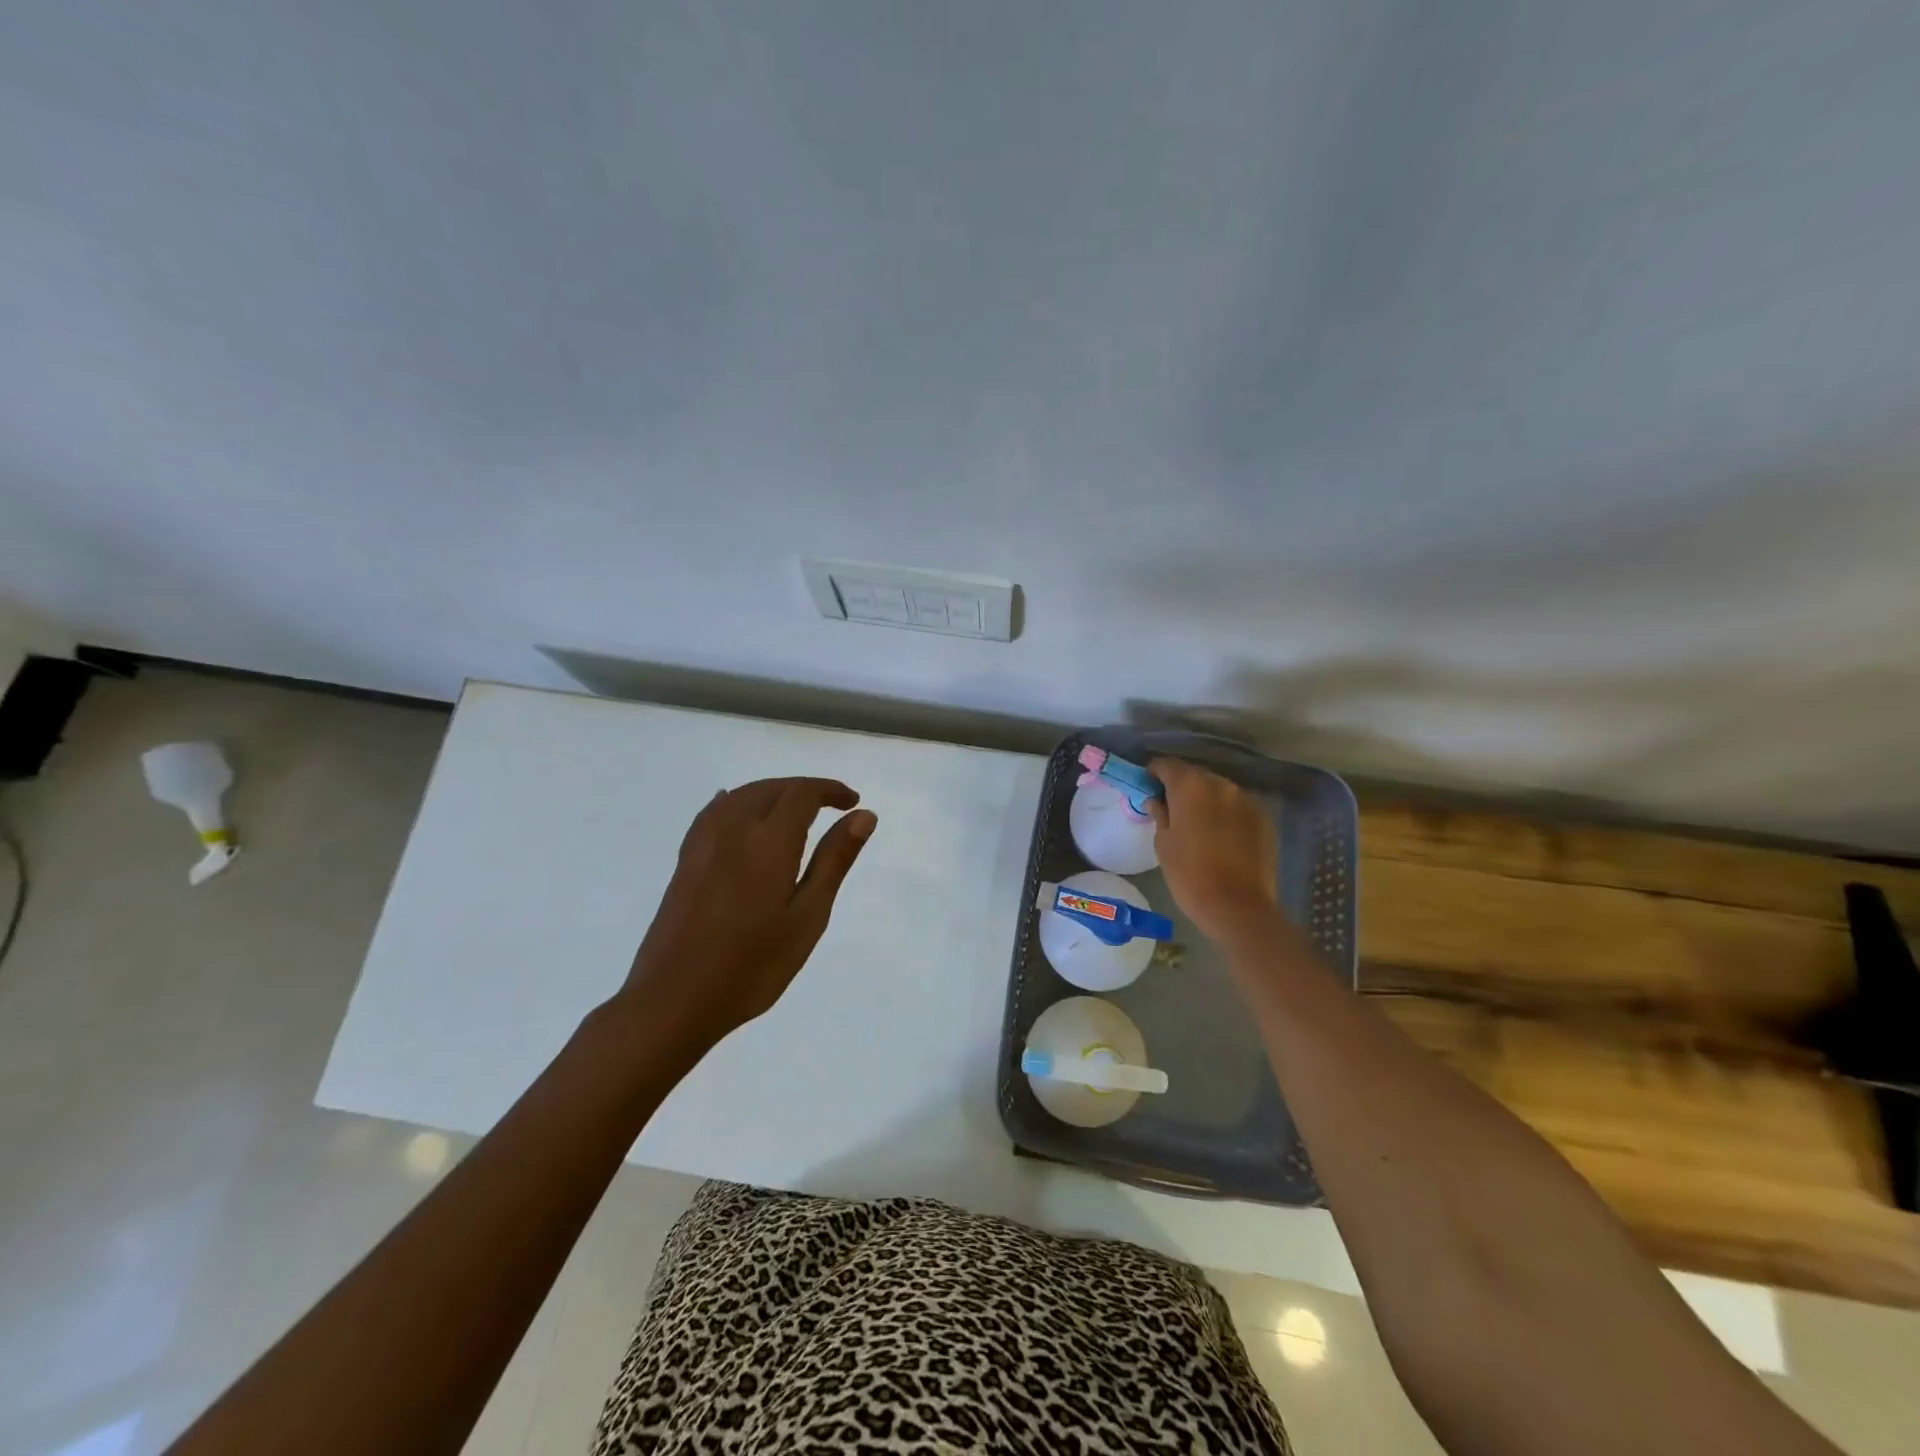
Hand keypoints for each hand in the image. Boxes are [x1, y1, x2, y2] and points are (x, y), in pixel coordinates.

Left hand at [618, 777, 876, 1049]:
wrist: (673, 1000)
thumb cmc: (752, 966)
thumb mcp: (807, 918)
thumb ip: (833, 861)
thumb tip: (862, 816)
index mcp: (768, 842)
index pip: (802, 793)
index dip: (830, 790)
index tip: (853, 802)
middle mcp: (733, 829)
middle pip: (772, 788)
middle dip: (804, 790)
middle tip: (833, 807)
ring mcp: (704, 844)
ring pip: (742, 796)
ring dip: (773, 793)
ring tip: (795, 811)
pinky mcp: (685, 861)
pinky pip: (715, 812)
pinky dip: (737, 802)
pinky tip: (738, 810)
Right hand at [1147, 758, 1280, 941]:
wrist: (1237, 906)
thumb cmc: (1189, 874)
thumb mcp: (1163, 844)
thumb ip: (1160, 814)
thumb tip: (1157, 800)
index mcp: (1190, 786)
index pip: (1167, 765)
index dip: (1154, 773)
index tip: (1148, 786)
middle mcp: (1220, 784)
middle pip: (1195, 774)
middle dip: (1181, 785)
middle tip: (1171, 806)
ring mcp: (1246, 800)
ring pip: (1219, 789)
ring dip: (1206, 798)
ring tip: (1198, 822)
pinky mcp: (1263, 818)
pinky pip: (1238, 806)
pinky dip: (1226, 812)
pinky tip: (1221, 834)